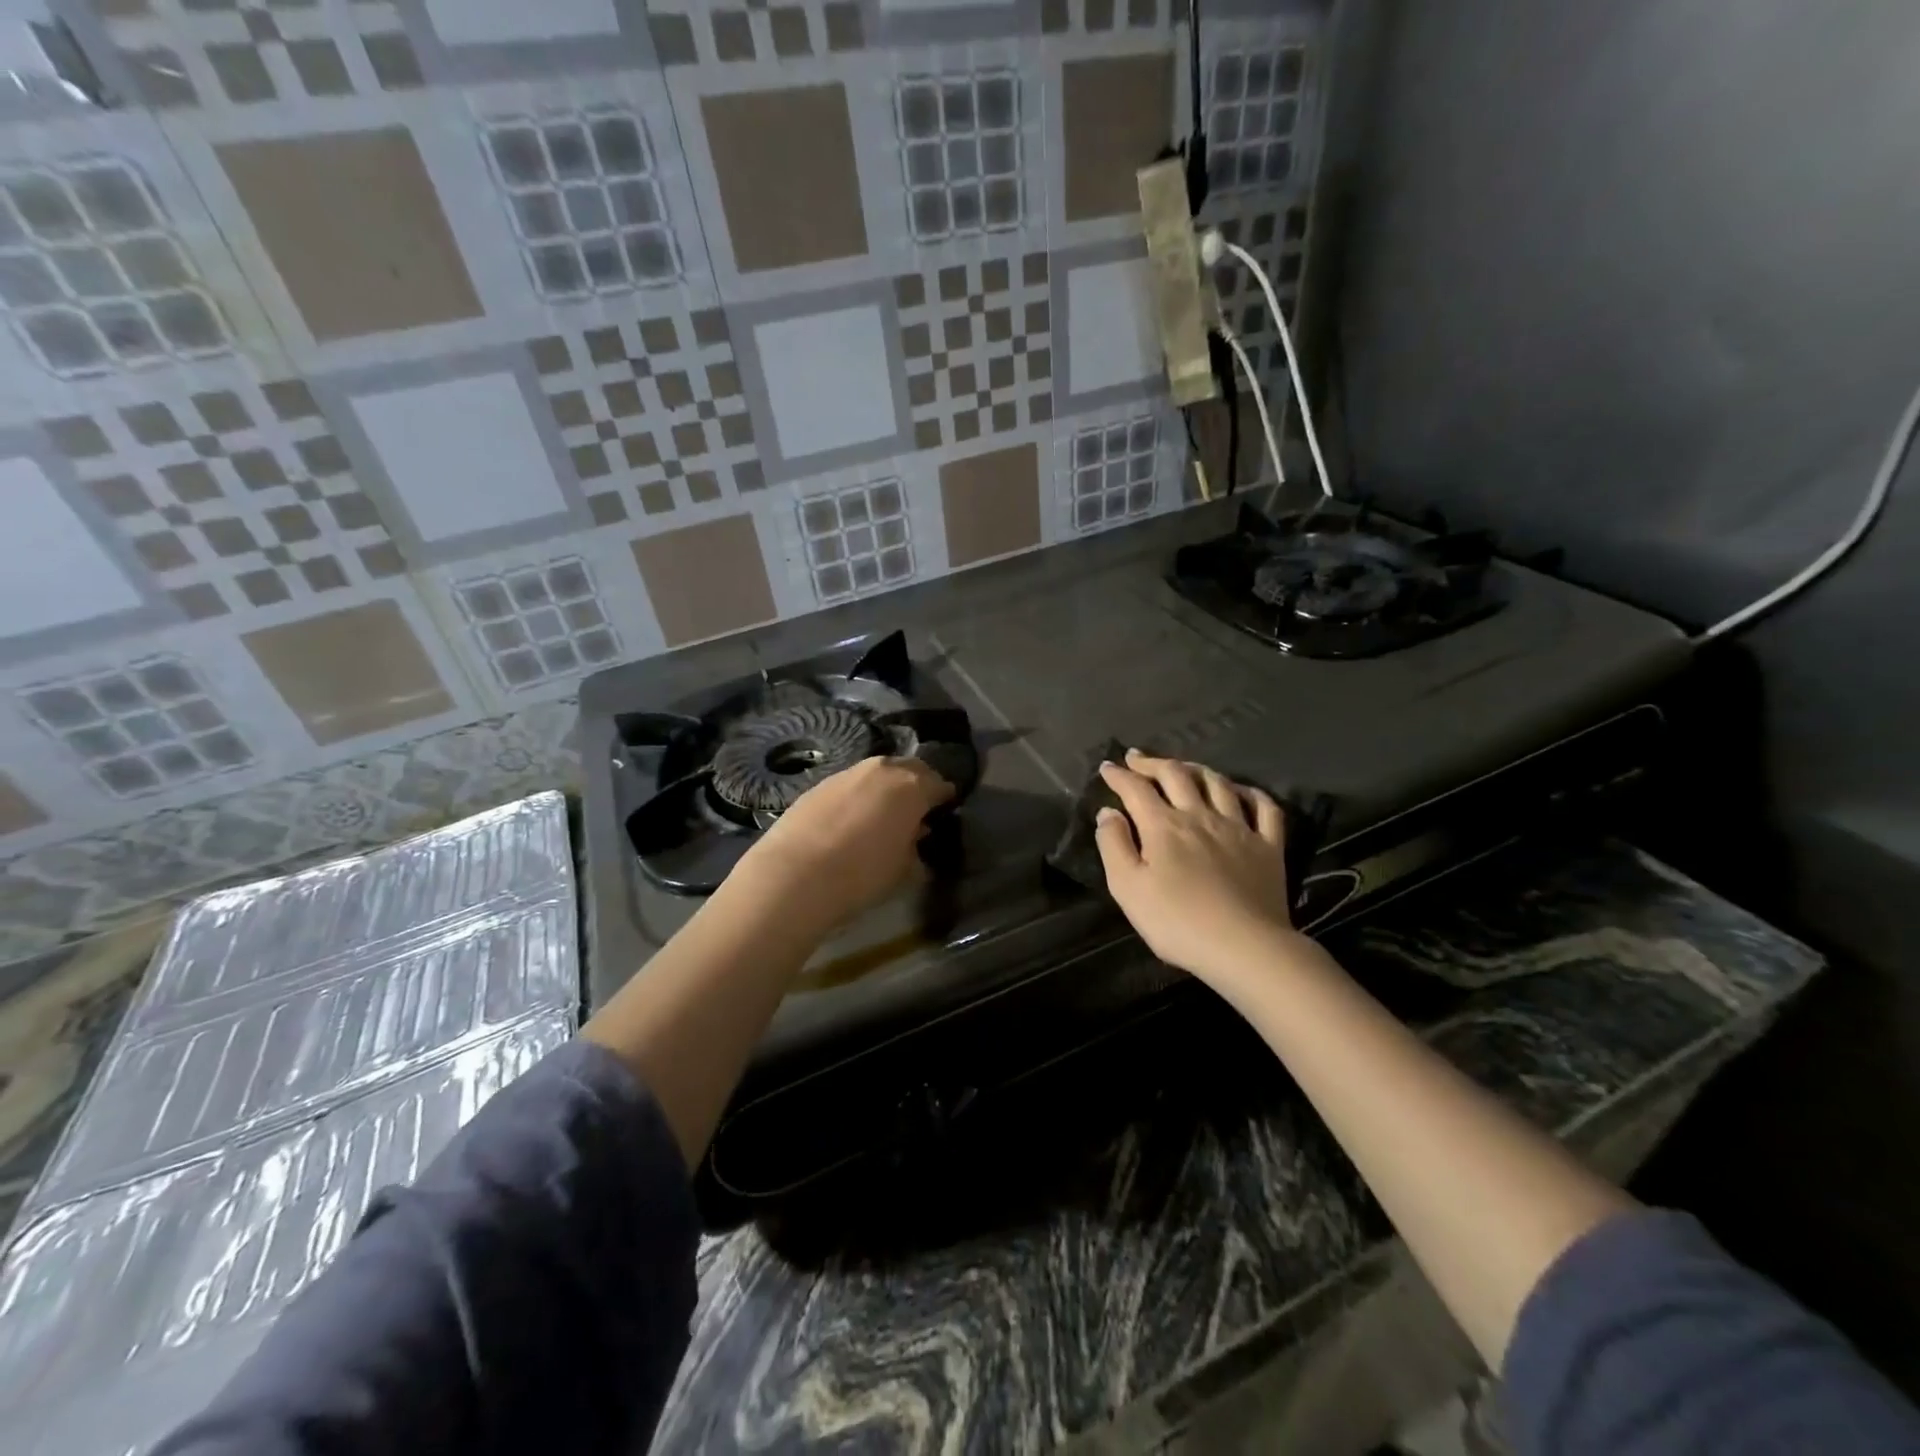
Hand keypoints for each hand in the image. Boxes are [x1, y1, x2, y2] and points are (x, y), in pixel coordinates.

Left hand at [731, 756, 954, 932]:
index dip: (945, 798)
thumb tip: (915, 836)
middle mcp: (883, 769)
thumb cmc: (861, 874)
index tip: (945, 811)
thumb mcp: (903, 870)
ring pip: (877, 773)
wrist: (795, 875)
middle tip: (917, 809)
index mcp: (912, 786)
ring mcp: (848, 773)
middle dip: (917, 785)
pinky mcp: (820, 783)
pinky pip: (851, 784)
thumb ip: (915, 847)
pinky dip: (859, 796)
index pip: (939, 784)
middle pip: (909, 769)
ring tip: (883, 814)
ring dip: (885, 788)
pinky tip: (853, 818)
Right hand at [1095, 749, 1302, 985]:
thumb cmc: (1177, 922)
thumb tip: (1108, 812)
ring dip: (1196, 769)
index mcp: (1163, 825)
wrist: (1244, 947)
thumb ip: (1114, 845)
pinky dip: (1250, 792)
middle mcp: (1200, 815)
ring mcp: (1238, 827)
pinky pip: (1264, 807)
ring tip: (1183, 768)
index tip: (1107, 767)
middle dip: (1153, 763)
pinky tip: (1240, 791)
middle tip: (1137, 759)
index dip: (1119, 775)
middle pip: (1176, 775)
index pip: (1136, 789)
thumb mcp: (1127, 888)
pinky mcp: (1269, 846)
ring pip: (1217, 783)